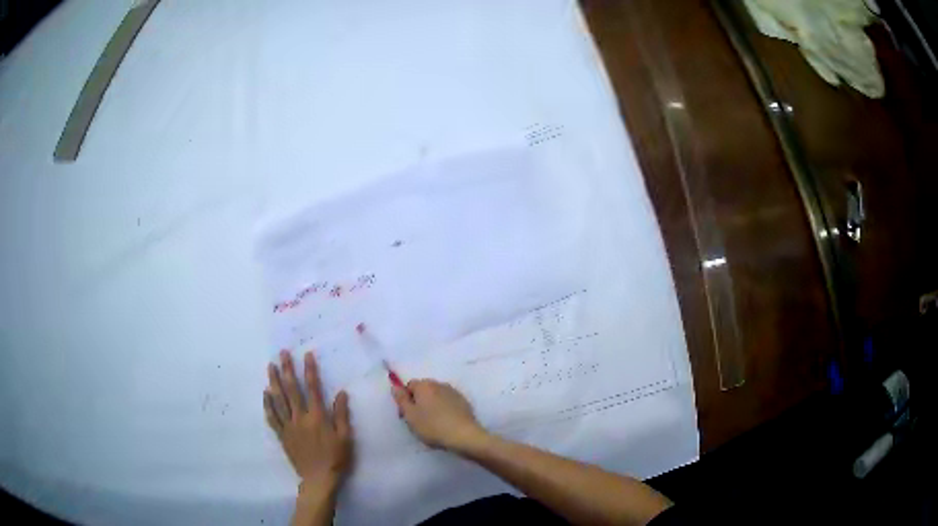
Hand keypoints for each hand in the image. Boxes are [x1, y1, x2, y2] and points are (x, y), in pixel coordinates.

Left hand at [264, 350, 352, 489]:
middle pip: (291, 389)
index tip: (307, 355)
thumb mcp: (346, 437)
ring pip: (279, 400)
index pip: (313, 388)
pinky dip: (268, 404)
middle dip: (287, 369)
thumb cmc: (336, 458)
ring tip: (270, 366)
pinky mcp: (282, 435)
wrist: (318, 479)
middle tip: (282, 353)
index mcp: (317, 417)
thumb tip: (341, 392)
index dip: (309, 370)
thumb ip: (342, 414)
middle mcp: (300, 417)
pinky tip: (265, 393)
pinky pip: (272, 417)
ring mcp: (289, 426)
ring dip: (274, 382)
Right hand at [391, 379, 486, 452]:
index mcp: (425, 385)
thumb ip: (401, 399)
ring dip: (432, 406)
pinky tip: (445, 423)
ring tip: (433, 424)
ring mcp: (453, 392)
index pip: (409, 386)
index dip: (405, 400)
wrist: (464, 435)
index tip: (406, 415)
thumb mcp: (410, 415)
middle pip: (423, 390)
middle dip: (419, 402)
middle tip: (418, 421)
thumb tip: (395, 386)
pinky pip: (448, 403)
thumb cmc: (432, 426)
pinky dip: (444, 410)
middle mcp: (439, 384)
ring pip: (436, 397)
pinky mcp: (464, 402)